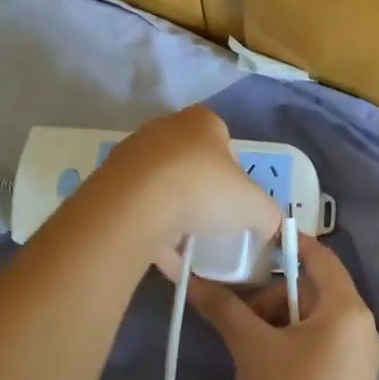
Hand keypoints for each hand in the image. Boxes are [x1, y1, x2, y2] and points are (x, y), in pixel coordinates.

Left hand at [96, 106, 282, 254]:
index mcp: (202, 122)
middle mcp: (165, 128)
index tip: (235, 200)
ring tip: (187, 242)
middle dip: (201, 190)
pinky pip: (138, 208)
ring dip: (173, 211)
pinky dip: (151, 230)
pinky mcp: (109, 180)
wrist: (136, 204)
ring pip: (161, 184)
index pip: (224, 140)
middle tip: (212, 220)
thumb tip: (269, 228)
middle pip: (190, 161)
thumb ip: (269, 216)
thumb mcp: (255, 206)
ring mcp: (133, 153)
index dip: (233, 171)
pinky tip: (164, 257)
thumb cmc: (204, 190)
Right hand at [172, 234, 378, 379]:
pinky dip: (292, 342)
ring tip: (248, 347)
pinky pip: (319, 343)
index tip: (253, 242)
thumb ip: (223, 307)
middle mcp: (361, 326)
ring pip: (312, 319)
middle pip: (311, 290)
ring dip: (277, 322)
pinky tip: (266, 365)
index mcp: (346, 308)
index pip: (319, 256)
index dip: (287, 243)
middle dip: (271, 297)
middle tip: (240, 316)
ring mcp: (359, 356)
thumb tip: (189, 278)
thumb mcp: (250, 346)